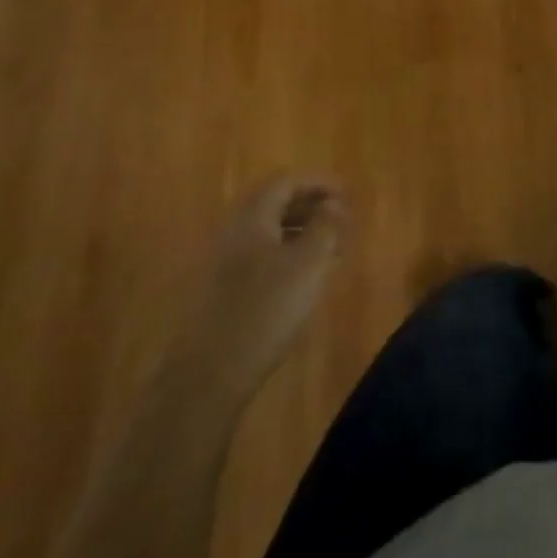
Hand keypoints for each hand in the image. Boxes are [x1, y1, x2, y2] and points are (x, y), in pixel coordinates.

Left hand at [181, 175, 347, 398]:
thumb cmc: (266, 310)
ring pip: (267, 232)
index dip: (319, 183)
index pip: (287, 182)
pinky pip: (258, 256)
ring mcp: (222, 262)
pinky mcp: (219, 292)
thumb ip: (325, 226)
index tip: (347, 194)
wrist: (208, 376)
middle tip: (340, 218)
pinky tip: (303, 278)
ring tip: (329, 249)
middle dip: (310, 206)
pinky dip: (285, 254)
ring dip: (300, 231)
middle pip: (274, 204)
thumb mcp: (309, 263)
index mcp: (252, 217)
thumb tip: (334, 203)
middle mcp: (233, 231)